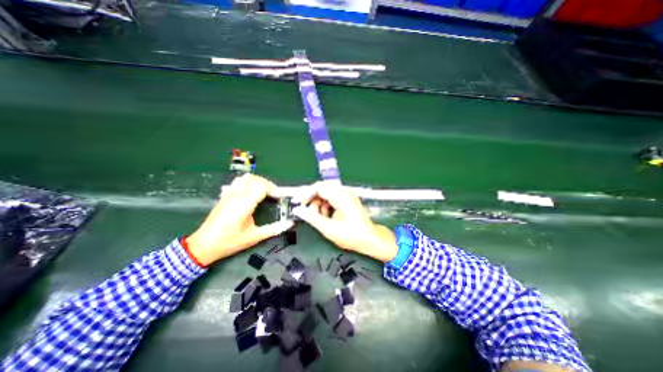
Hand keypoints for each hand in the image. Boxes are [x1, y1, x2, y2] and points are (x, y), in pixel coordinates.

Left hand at [184, 173, 292, 265]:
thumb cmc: (229, 241)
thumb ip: (274, 229)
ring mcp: (229, 194)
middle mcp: (237, 196)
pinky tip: (251, 192)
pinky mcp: (225, 196)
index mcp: (244, 204)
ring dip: (258, 181)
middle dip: (268, 184)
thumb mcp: (254, 237)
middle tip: (274, 194)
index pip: (262, 186)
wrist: (204, 245)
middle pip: (256, 179)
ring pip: (246, 178)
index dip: (273, 189)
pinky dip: (249, 183)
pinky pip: (238, 182)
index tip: (278, 197)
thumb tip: (288, 224)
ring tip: (264, 191)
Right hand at [291, 182, 397, 262]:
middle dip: (312, 200)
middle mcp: (345, 192)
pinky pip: (332, 197)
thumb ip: (311, 218)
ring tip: (319, 217)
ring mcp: (347, 194)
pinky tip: (327, 215)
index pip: (319, 187)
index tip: (297, 202)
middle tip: (308, 212)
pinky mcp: (348, 198)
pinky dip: (326, 205)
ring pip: (326, 193)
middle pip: (322, 188)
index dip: (305, 193)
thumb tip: (298, 210)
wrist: (369, 238)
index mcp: (342, 197)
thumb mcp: (329, 228)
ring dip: (319, 203)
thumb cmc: (352, 235)